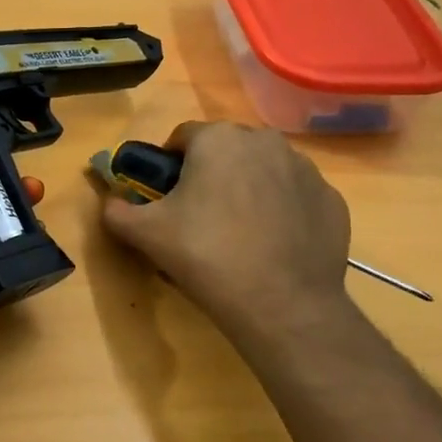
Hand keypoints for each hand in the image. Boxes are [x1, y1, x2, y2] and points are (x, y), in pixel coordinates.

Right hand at [99, 122, 350, 342]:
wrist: (282, 304)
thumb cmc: (206, 256)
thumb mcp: (145, 235)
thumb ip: (117, 211)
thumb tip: (110, 202)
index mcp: (218, 139)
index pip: (182, 138)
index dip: (168, 166)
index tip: (165, 198)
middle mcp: (266, 141)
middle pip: (226, 151)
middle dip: (210, 175)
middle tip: (199, 218)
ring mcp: (305, 169)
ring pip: (263, 171)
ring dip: (248, 190)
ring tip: (238, 235)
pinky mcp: (331, 200)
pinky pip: (295, 198)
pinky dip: (281, 212)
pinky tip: (272, 246)